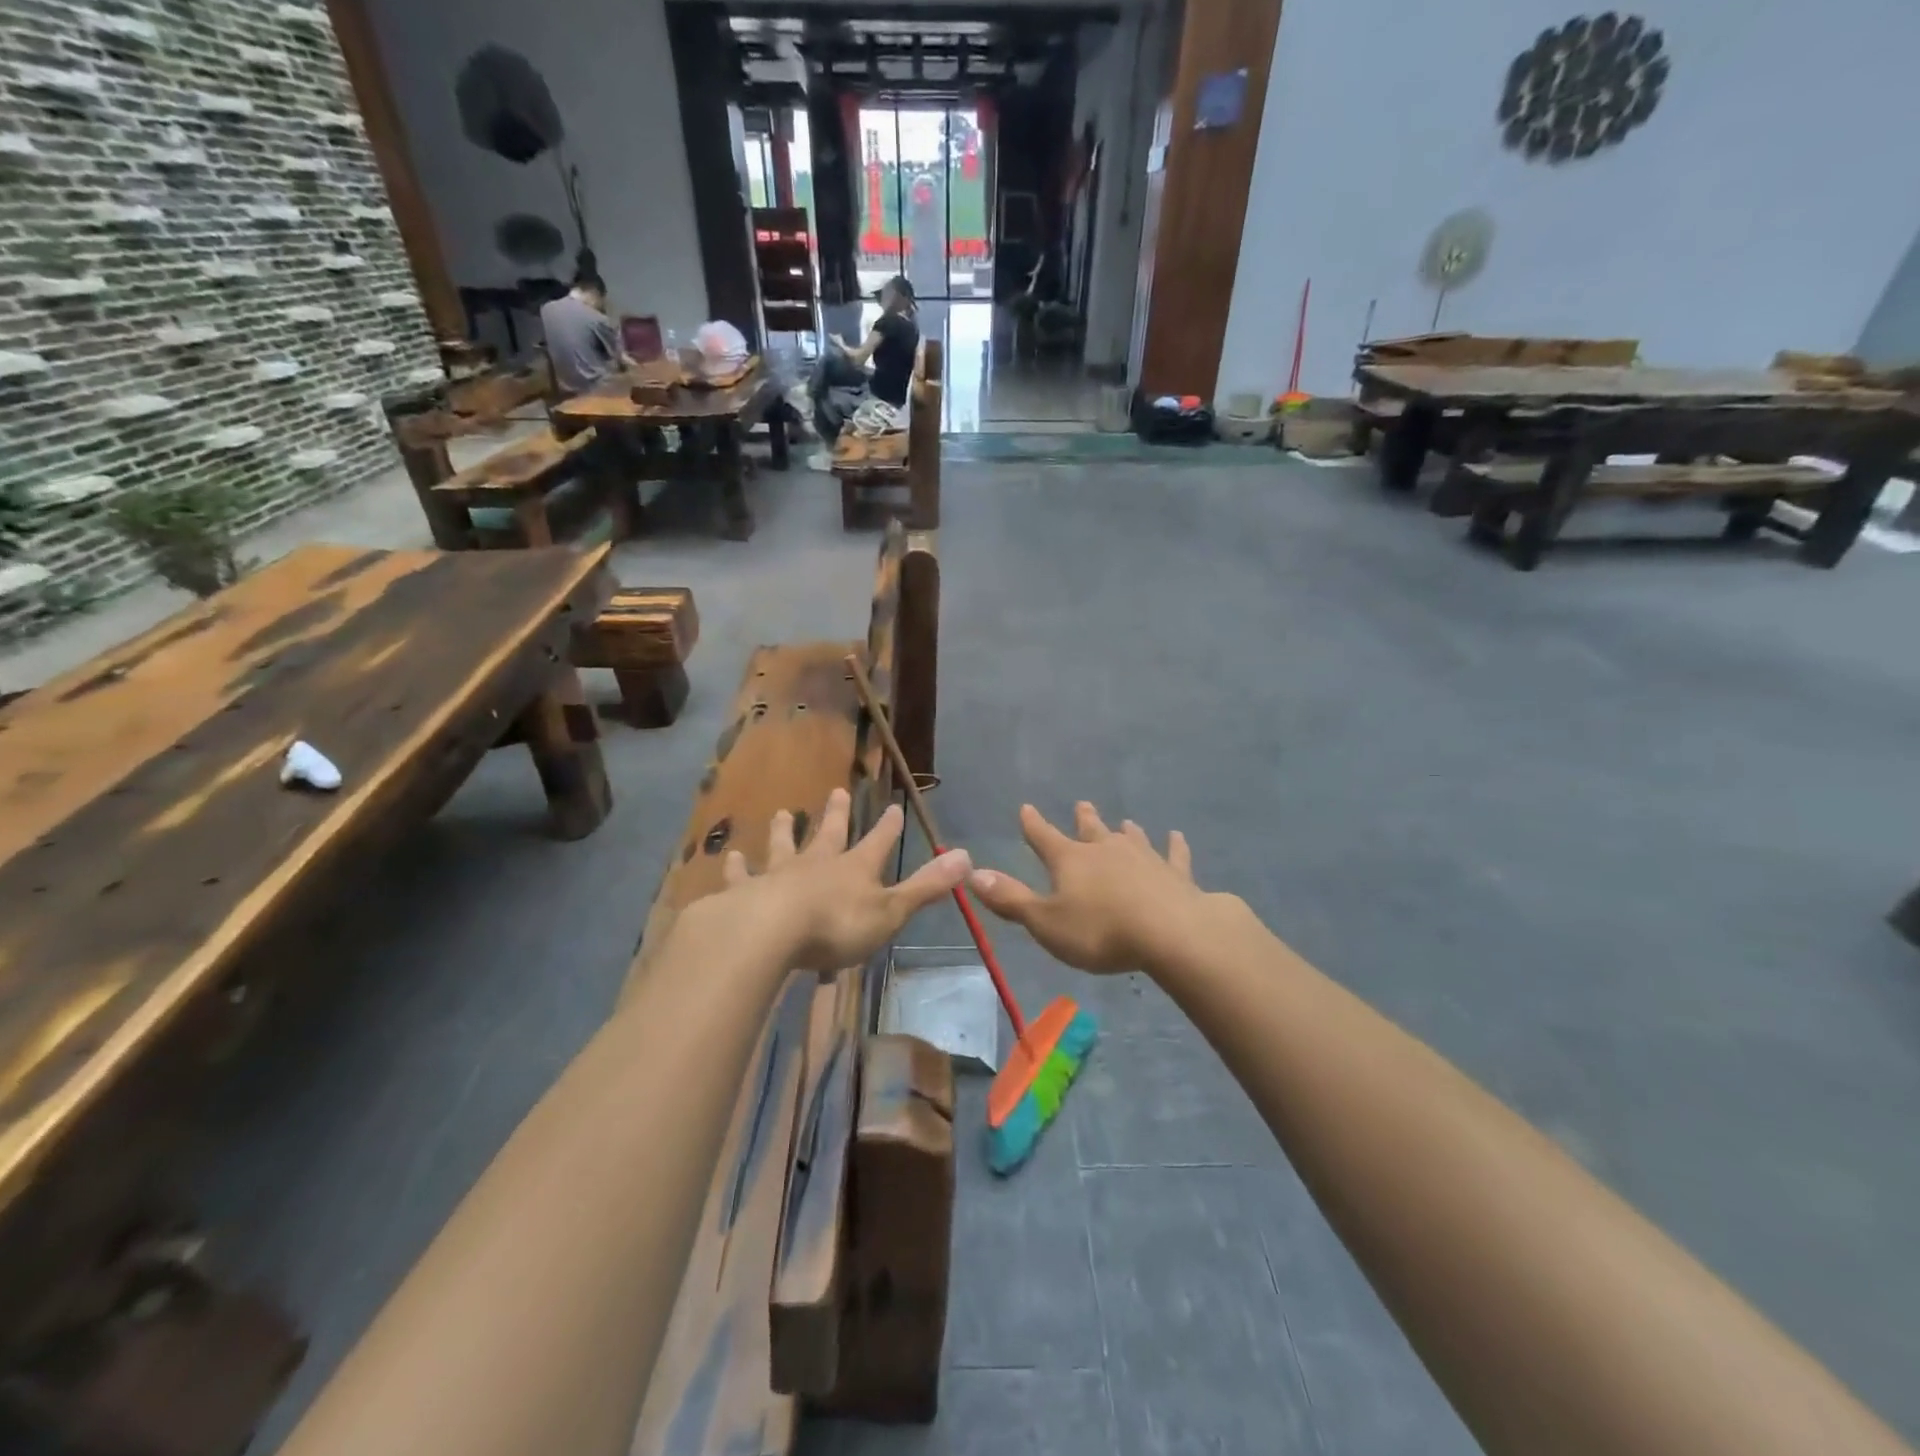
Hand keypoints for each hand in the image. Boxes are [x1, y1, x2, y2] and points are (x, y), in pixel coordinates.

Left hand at [721, 787, 969, 972]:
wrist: (769, 932)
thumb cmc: (835, 926)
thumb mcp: (890, 911)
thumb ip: (926, 886)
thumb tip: (967, 856)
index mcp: (854, 869)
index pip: (878, 841)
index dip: (888, 826)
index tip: (893, 806)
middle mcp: (816, 864)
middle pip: (829, 834)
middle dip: (836, 814)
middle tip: (837, 791)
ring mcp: (778, 875)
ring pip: (783, 846)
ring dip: (784, 831)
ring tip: (782, 813)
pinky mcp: (744, 893)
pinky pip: (740, 876)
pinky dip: (735, 867)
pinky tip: (728, 857)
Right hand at [969, 802, 1214, 974]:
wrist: (1170, 933)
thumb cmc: (1100, 931)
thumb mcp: (1045, 922)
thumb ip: (1010, 899)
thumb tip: (973, 874)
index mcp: (1070, 860)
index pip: (1044, 837)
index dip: (1032, 824)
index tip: (1026, 808)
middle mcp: (1106, 850)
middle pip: (1091, 830)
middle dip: (1083, 819)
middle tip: (1082, 804)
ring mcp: (1144, 858)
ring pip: (1131, 838)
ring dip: (1126, 831)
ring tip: (1125, 822)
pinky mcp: (1175, 874)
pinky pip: (1174, 855)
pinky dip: (1174, 846)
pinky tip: (1177, 837)